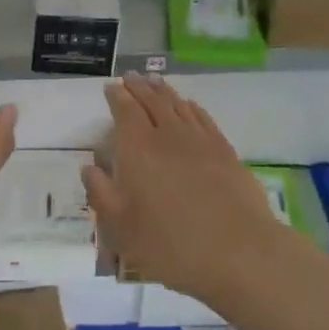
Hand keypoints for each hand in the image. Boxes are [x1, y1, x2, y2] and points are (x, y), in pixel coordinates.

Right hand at [82, 73, 289, 305]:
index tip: (110, 87)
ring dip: (164, 91)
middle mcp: (169, 135)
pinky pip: (204, 118)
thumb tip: (89, 168)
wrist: (239, 252)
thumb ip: (102, 194)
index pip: (125, 111)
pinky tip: (190, 106)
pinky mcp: (225, 151)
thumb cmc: (170, 244)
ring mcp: (201, 140)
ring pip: (178, 105)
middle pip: (152, 101)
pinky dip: (192, 107)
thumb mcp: (121, 228)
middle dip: (138, 87)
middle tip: (130, 77)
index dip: (117, 97)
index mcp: (138, 149)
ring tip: (155, 82)